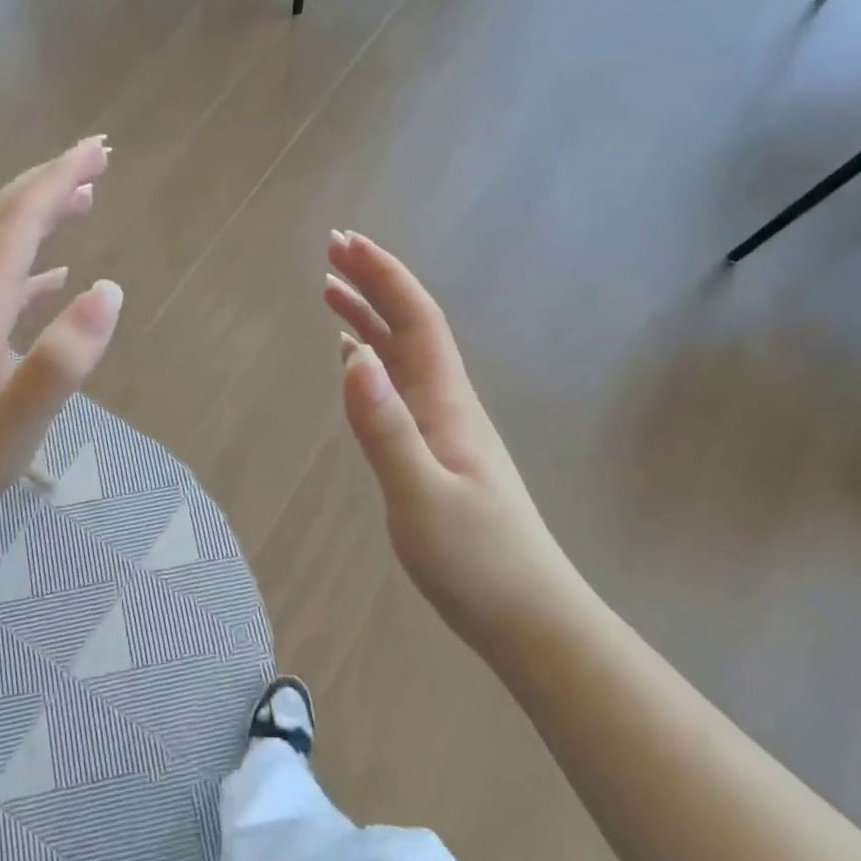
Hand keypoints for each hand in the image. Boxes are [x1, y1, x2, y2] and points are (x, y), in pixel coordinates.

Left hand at [0, 137, 122, 556]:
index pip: (17, 220)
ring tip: (82, 203)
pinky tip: (53, 277)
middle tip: (97, 161)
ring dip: (39, 219)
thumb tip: (109, 289)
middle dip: (49, 184)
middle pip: (2, 221)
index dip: (57, 179)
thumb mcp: (17, 420)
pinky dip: (27, 268)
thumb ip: (63, 357)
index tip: (97, 149)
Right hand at [325, 231, 578, 640]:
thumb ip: (386, 429)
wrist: (528, 618)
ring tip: (332, 292)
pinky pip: (398, 390)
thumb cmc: (477, 562)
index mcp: (447, 404)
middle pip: (409, 328)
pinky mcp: (434, 454)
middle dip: (373, 284)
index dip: (383, 276)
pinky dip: (371, 362)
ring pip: (402, 357)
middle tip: (331, 251)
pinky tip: (356, 362)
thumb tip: (352, 356)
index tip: (345, 243)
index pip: (415, 321)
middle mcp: (447, 405)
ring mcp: (443, 430)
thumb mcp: (422, 498)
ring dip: (369, 318)